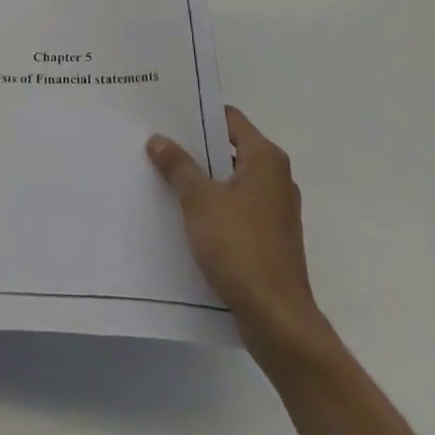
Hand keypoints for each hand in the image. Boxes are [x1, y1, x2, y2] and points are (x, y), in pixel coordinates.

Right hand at [147, 105, 328, 351]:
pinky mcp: (269, 238)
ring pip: (230, 181)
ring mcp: (275, 210)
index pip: (229, 119)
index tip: (167, 115)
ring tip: (162, 176)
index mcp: (265, 159)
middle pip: (229, 149)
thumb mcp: (200, 200)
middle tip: (157, 143)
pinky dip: (212, 205)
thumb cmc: (240, 248)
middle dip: (195, 148)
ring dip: (201, 179)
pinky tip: (183, 214)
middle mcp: (275, 178)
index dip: (198, 115)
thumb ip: (178, 166)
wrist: (276, 319)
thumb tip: (159, 139)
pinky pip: (235, 208)